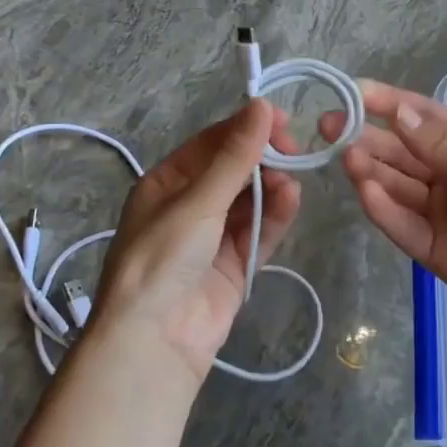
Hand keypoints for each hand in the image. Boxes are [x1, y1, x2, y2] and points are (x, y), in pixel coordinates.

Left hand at [92, 100, 300, 382]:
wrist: (154, 342)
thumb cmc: (163, 257)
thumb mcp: (197, 200)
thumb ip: (235, 156)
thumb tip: (263, 104)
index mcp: (167, 183)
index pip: (212, 144)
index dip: (246, 128)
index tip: (282, 121)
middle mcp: (189, 205)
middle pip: (235, 170)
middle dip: (263, 159)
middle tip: (292, 151)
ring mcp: (214, 237)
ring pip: (251, 200)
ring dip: (271, 187)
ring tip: (289, 182)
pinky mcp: (235, 264)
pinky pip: (259, 231)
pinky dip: (275, 214)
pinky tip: (291, 199)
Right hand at [320, 81, 446, 344]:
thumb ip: (446, 149)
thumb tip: (398, 114)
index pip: (423, 117)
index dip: (388, 103)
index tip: (351, 92)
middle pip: (402, 152)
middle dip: (366, 137)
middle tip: (329, 127)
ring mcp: (441, 214)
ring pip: (397, 187)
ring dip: (370, 171)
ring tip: (343, 157)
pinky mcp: (435, 252)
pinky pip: (404, 227)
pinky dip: (383, 211)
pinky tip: (363, 193)